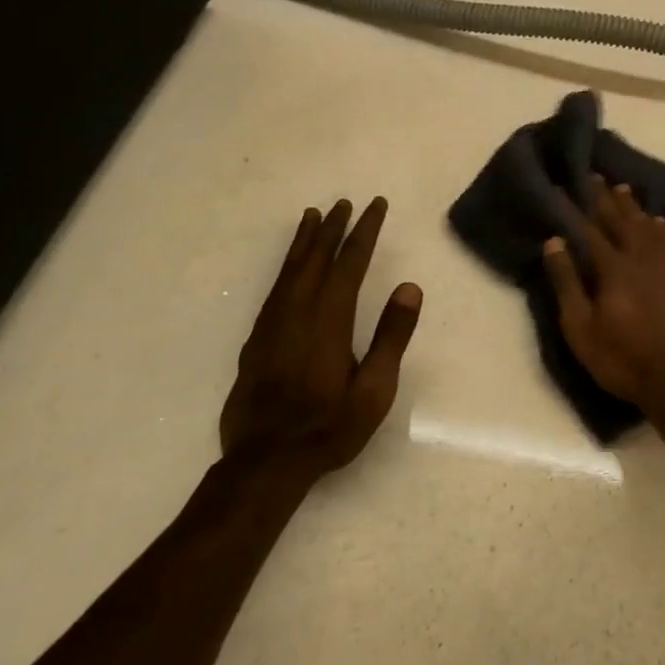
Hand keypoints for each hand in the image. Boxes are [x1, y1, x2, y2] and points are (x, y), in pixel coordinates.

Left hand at [221, 197, 422, 476]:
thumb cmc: (329, 428)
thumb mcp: (375, 389)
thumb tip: (409, 288)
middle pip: (316, 259)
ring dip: (304, 242)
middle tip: (343, 202)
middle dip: (332, 229)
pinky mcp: (256, 341)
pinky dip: (285, 267)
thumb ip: (392, 337)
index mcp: (329, 320)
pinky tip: (289, 268)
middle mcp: (297, 313)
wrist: (265, 462)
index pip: (349, 264)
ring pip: (289, 271)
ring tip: (312, 216)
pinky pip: (274, 289)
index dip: (364, 231)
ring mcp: (272, 326)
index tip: (374, 205)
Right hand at [541, 175, 664, 408]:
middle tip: (595, 176)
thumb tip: (554, 242)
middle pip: (620, 222)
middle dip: (605, 198)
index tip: (562, 186)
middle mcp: (640, 259)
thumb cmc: (621, 358)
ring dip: (633, 207)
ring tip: (622, 189)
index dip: (574, 208)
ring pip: (647, 228)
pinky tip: (658, 221)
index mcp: (612, 268)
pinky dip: (660, 229)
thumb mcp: (581, 327)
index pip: (588, 230)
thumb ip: (567, 282)